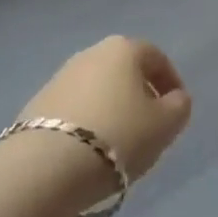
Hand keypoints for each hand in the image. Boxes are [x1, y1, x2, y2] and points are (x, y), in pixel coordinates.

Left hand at [18, 37, 192, 187]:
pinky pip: (75, 108)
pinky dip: (87, 122)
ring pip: (98, 89)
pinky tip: (90, 150)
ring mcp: (61, 76)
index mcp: (123, 49)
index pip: (156, 58)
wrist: (46, 166)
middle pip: (125, 70)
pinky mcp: (38, 103)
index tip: (176, 110)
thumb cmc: (118, 137)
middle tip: (149, 127)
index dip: (171, 83)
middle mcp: (91, 53)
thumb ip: (179, 106)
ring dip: (112, 109)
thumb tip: (174, 98)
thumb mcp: (165, 125)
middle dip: (140, 94)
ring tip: (119, 144)